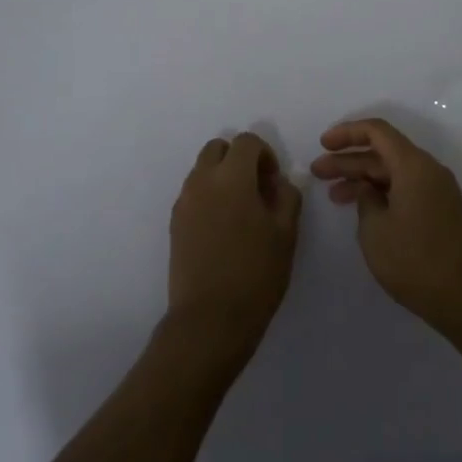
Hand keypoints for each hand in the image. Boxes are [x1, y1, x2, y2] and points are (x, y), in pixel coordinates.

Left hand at [167, 133, 302, 363]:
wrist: (209, 319)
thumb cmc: (255, 273)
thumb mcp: (286, 233)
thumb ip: (287, 196)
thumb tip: (278, 182)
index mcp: (231, 176)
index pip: (246, 141)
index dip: (265, 154)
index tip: (274, 183)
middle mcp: (202, 181)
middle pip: (218, 148)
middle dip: (239, 159)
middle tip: (257, 190)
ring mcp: (184, 202)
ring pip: (202, 170)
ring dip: (222, 177)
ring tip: (241, 213)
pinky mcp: (174, 223)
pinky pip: (193, 194)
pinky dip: (209, 197)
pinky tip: (224, 230)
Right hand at [312, 118, 461, 330]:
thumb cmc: (415, 260)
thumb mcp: (375, 229)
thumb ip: (365, 200)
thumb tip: (368, 190)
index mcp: (413, 165)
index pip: (377, 131)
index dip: (347, 133)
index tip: (323, 144)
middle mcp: (428, 170)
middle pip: (383, 152)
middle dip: (349, 160)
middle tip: (318, 171)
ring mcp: (437, 191)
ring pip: (393, 173)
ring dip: (363, 179)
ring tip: (333, 194)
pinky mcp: (440, 211)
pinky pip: (405, 189)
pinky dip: (381, 193)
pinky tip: (362, 209)